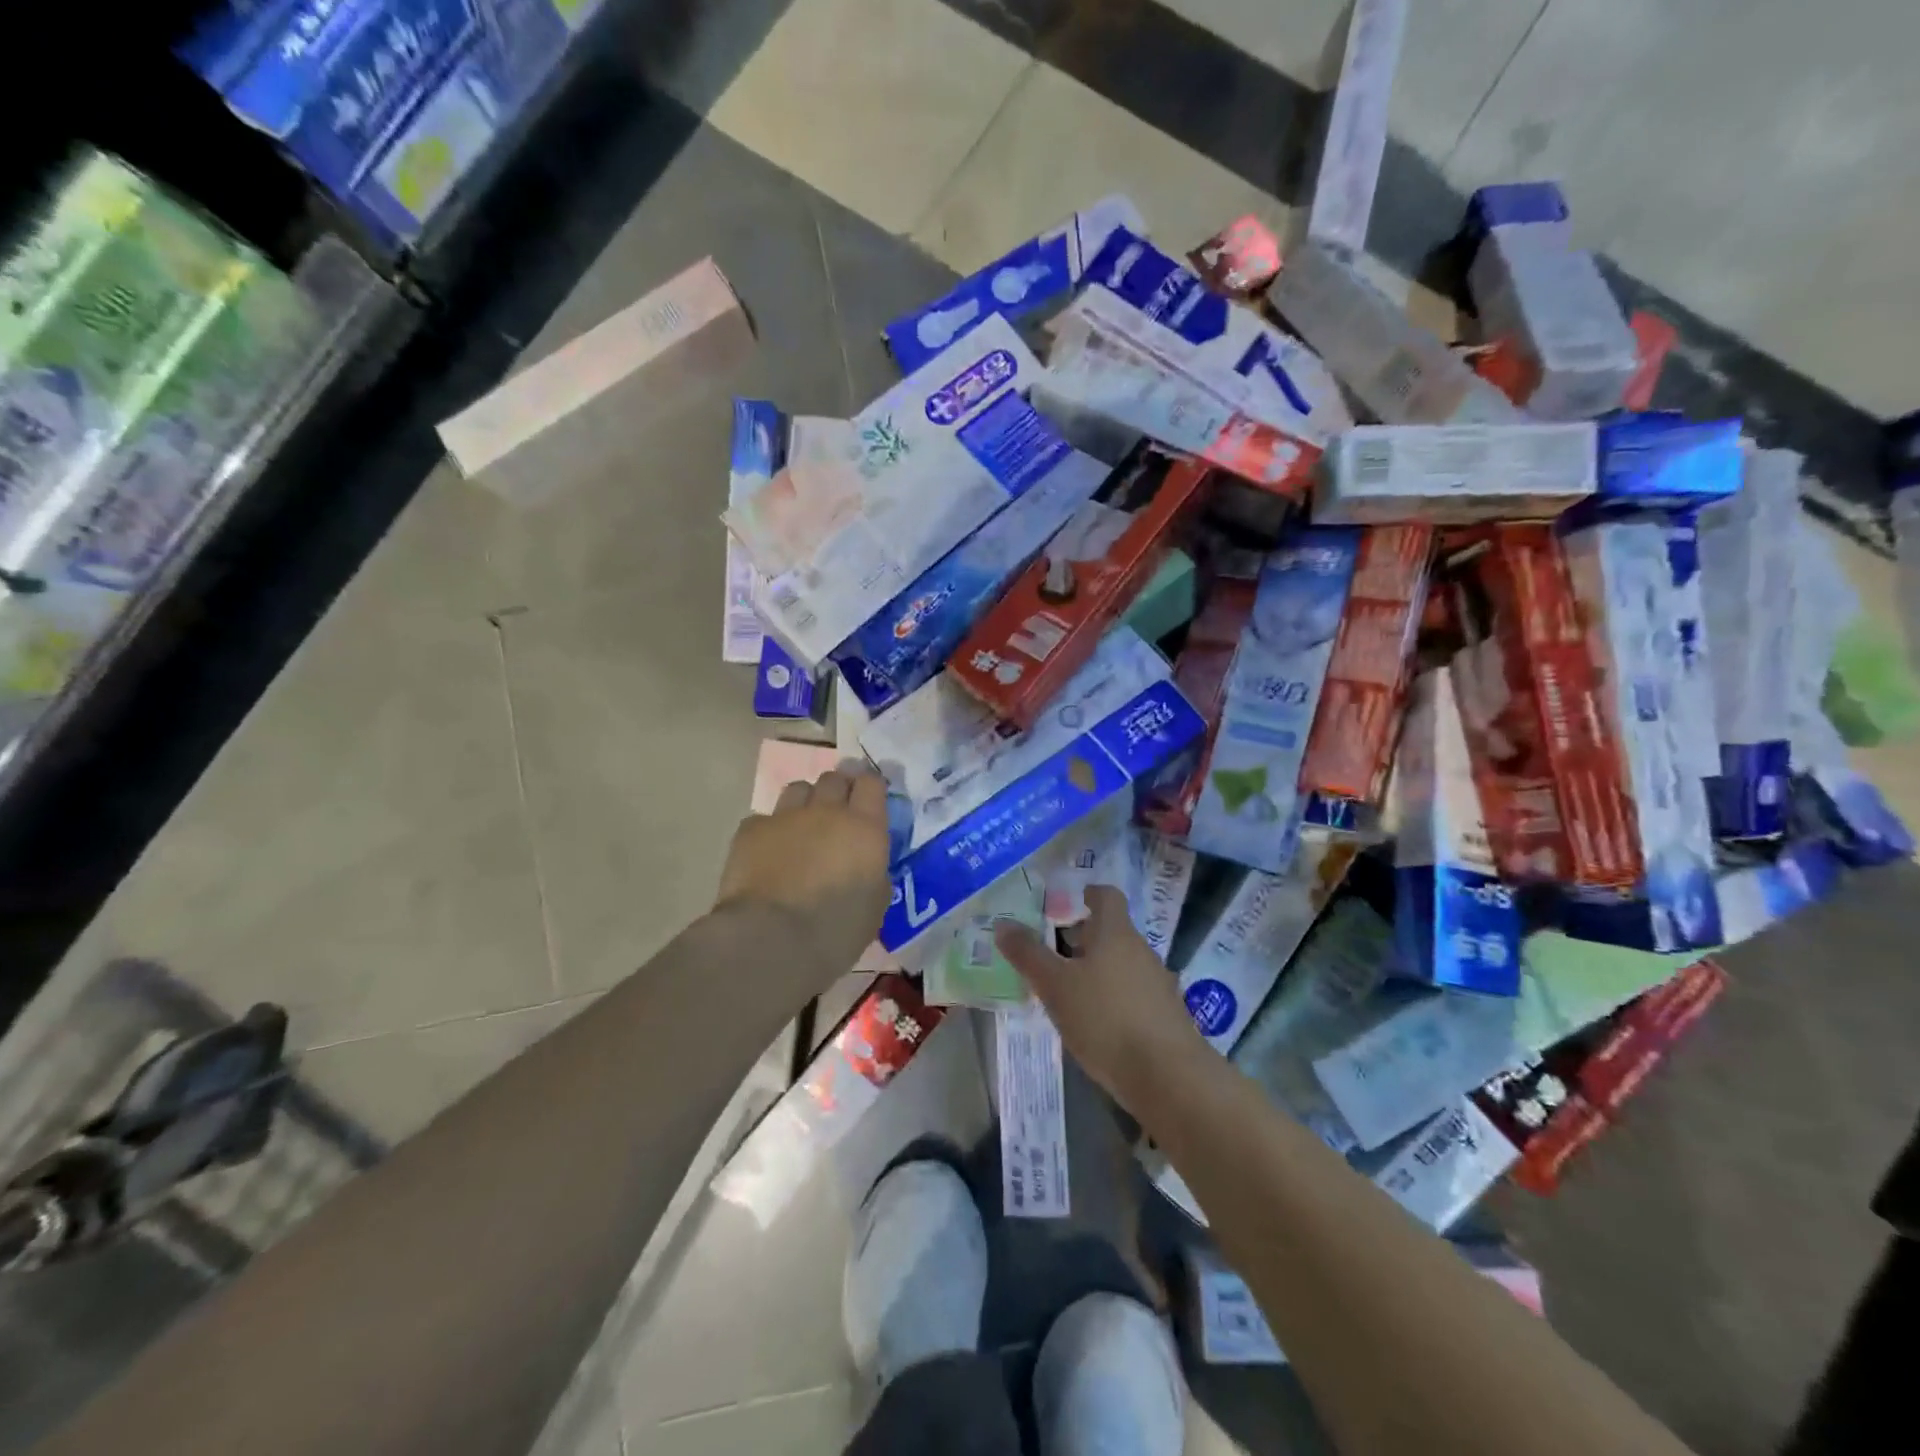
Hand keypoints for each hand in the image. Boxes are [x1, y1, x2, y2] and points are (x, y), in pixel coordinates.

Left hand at [717, 763, 891, 980]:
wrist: (770, 939)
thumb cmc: (834, 931)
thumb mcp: (874, 906)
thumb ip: (874, 874)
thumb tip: (867, 867)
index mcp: (865, 828)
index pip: (871, 783)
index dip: (870, 788)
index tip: (869, 802)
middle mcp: (827, 811)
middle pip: (834, 778)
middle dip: (838, 790)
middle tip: (837, 814)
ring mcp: (785, 817)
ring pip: (799, 788)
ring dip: (805, 802)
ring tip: (802, 827)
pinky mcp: (751, 830)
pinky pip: (764, 818)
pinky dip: (770, 830)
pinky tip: (768, 853)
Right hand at [994, 885, 1207, 1111]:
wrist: (1169, 1077)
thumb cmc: (1106, 1018)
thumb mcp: (1055, 986)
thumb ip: (1028, 954)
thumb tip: (1003, 924)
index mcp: (1116, 932)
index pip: (1106, 895)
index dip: (1085, 894)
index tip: (1062, 903)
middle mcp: (1141, 950)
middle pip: (1111, 932)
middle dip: (1081, 939)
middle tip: (1049, 952)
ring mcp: (1157, 984)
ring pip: (1120, 964)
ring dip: (1095, 971)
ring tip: (1065, 991)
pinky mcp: (1165, 1016)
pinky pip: (1132, 994)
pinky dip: (1111, 999)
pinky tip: (1093, 1024)